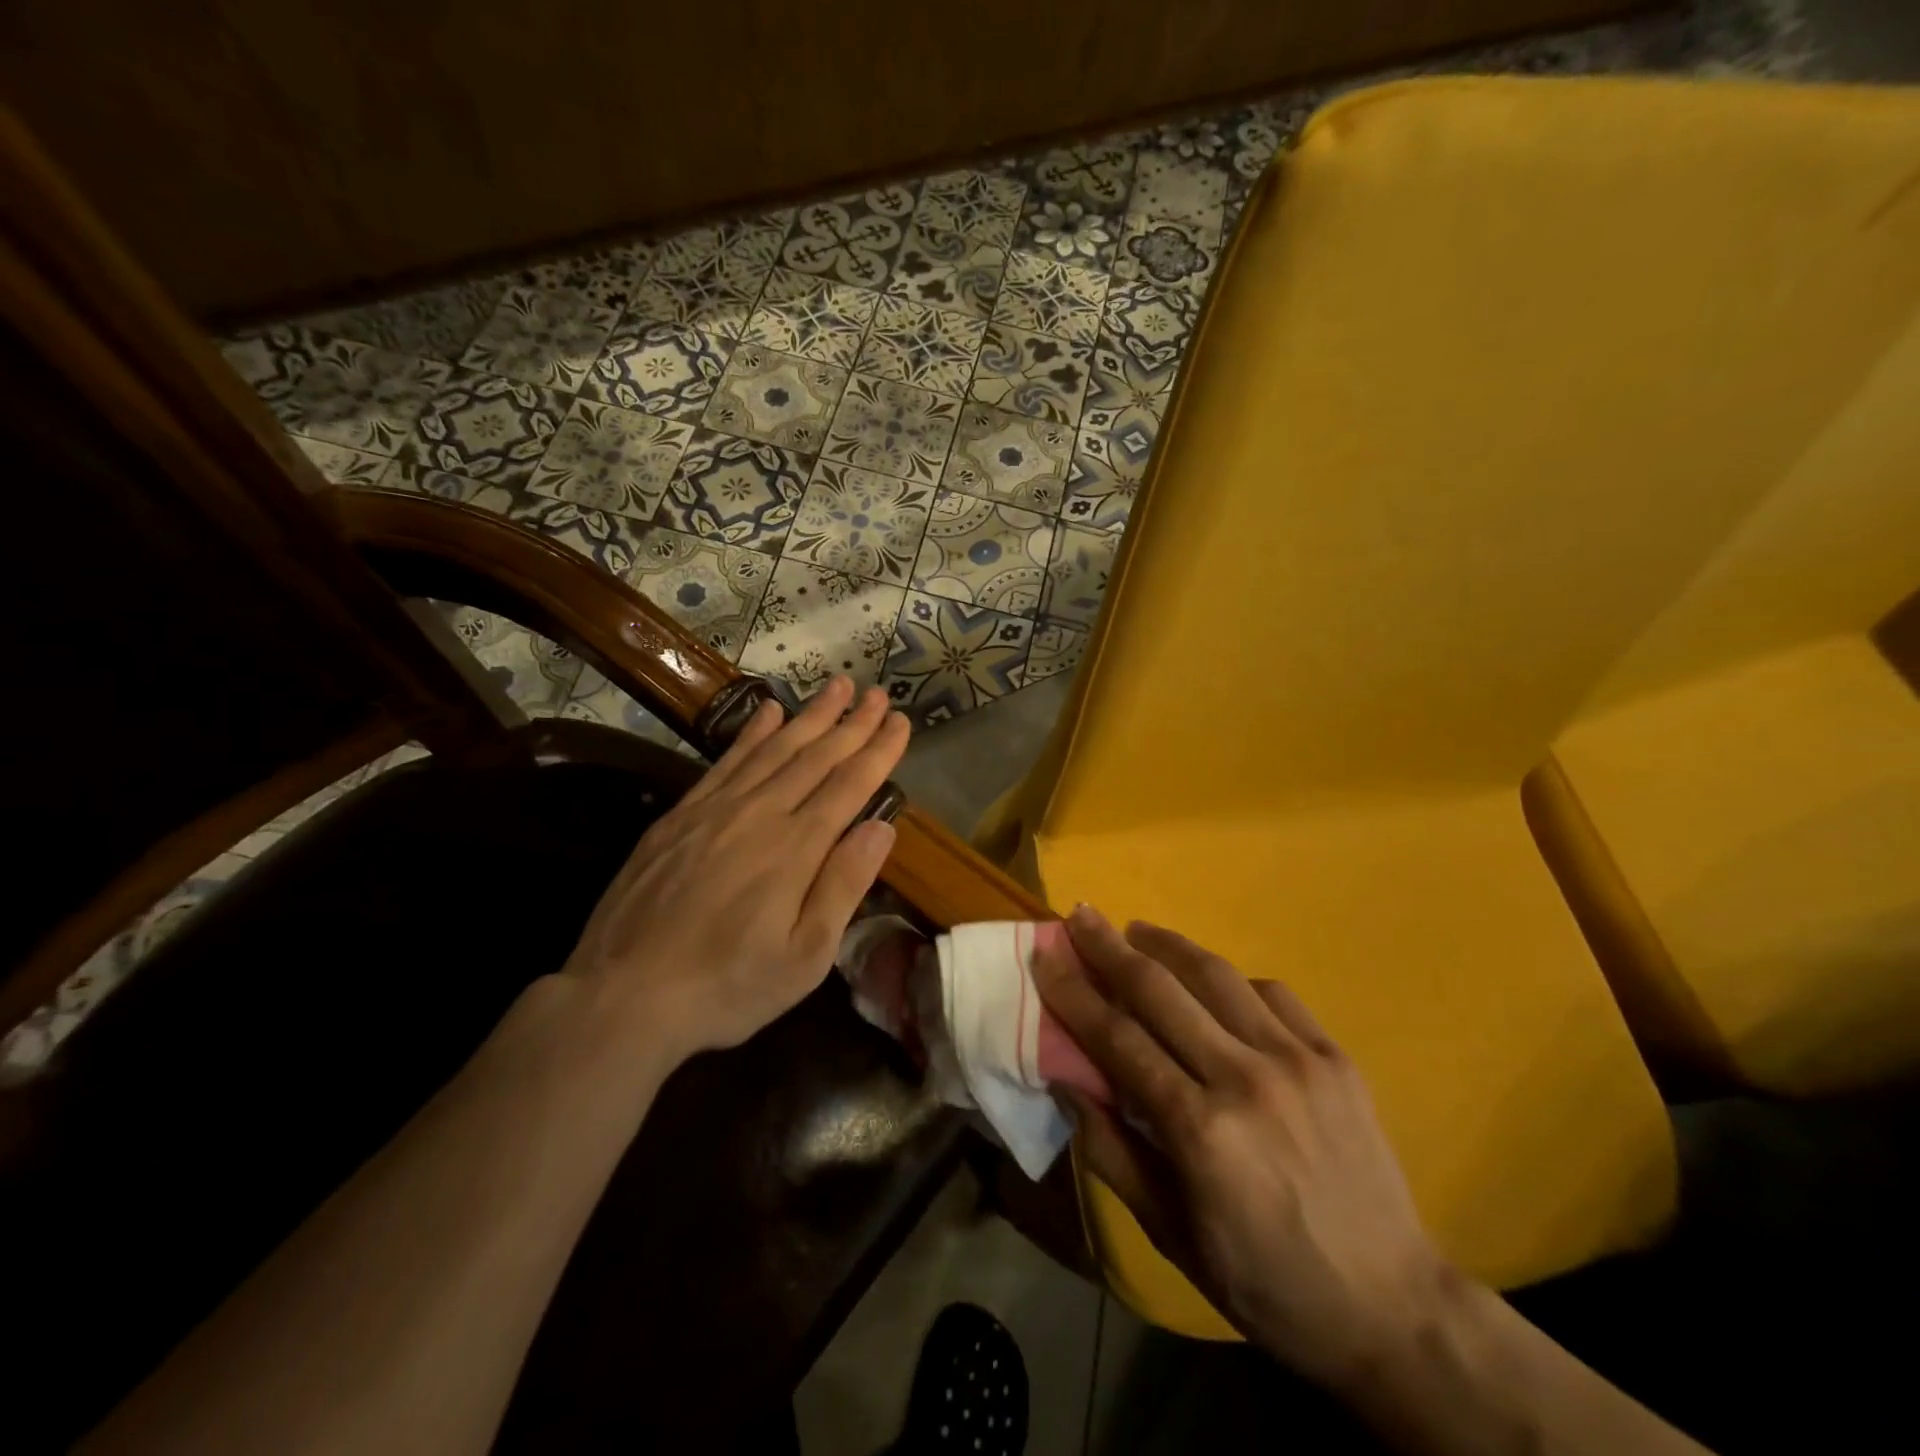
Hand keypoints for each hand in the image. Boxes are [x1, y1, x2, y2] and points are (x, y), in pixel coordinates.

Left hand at [561, 676, 907, 1060]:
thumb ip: (843, 886)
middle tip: (877, 692)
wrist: (624, 994)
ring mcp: (716, 809)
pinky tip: (768, 711)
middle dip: (852, 722)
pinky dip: (751, 732)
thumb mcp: (804, 957)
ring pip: (774, 749)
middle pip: (816, 757)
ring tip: (836, 686)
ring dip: (809, 715)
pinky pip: (726, 761)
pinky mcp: (681, 815)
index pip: (849, 785)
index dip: (878, 750)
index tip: (901, 721)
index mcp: (796, 848)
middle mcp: (760, 814)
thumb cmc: (728, 986)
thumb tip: (882, 827)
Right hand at [1035, 906, 1450, 1390]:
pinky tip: (1212, 982)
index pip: (1118, 1038)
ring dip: (1168, 944)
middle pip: (1160, 990)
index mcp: (1199, 1130)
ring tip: (1136, 929)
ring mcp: (1297, 1060)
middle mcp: (1245, 1078)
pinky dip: (1231, 979)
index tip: (1045, 954)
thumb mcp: (1171, 1234)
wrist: (1393, 1308)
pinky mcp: (1334, 1056)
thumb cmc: (1265, 1281)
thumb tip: (1066, 1081)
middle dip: (1110, 947)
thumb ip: (1112, 1151)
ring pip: (1216, 976)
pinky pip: (1271, 993)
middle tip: (1081, 914)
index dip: (1073, 993)